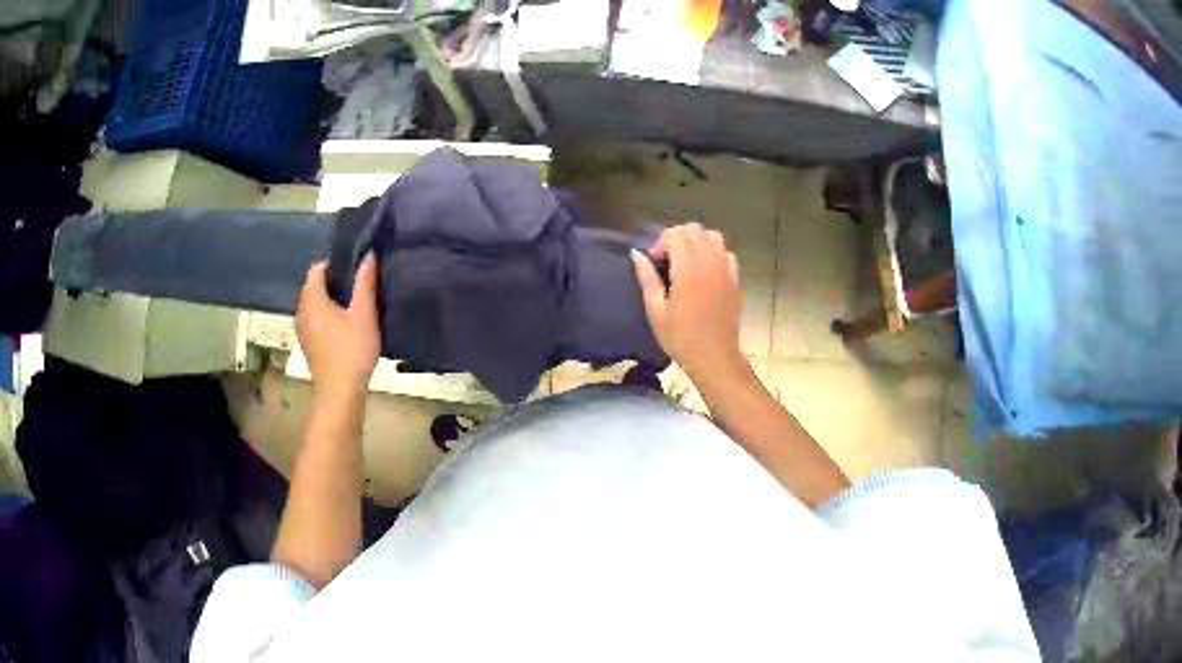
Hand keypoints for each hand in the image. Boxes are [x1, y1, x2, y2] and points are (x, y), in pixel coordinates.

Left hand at [296, 254, 380, 396]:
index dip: (334, 263)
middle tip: (358, 283)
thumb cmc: (351, 350)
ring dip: (330, 299)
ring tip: (354, 303)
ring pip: (313, 304)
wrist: (339, 393)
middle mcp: (301, 310)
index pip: (316, 268)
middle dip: (333, 280)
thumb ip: (365, 283)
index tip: (355, 267)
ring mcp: (302, 329)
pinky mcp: (307, 344)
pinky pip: (314, 319)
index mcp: (312, 299)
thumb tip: (368, 254)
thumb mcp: (364, 314)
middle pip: (313, 285)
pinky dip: (326, 315)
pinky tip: (345, 325)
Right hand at [631, 223, 744, 382]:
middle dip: (678, 238)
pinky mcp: (736, 280)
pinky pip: (726, 254)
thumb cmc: (681, 338)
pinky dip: (714, 254)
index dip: (661, 242)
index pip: (676, 235)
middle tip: (668, 259)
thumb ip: (647, 278)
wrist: (715, 358)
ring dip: (697, 242)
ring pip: (713, 237)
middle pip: (695, 230)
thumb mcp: (656, 311)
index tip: (655, 262)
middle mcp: (710, 263)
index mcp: (689, 270)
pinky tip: (705, 273)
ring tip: (686, 262)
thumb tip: (637, 254)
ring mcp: (727, 270)